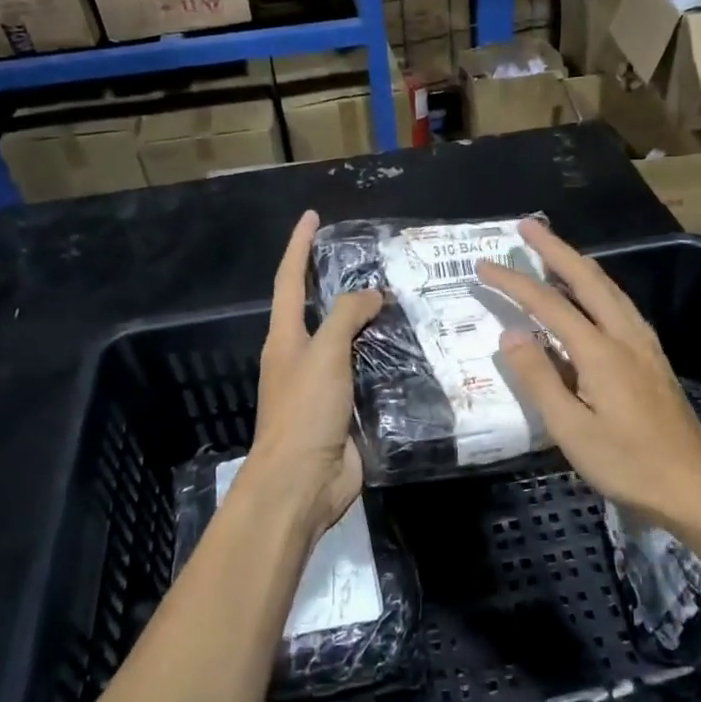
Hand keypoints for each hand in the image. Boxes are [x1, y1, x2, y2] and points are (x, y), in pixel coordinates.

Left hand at [238, 211, 382, 542]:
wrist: (302, 483)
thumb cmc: (303, 412)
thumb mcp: (322, 355)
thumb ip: (346, 317)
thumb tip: (371, 294)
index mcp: (285, 339)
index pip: (289, 281)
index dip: (298, 247)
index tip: (312, 217)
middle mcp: (302, 357)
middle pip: (322, 311)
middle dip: (342, 284)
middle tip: (378, 262)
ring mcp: (326, 386)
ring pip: (351, 343)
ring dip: (372, 324)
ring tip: (407, 300)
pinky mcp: (349, 410)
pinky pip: (371, 375)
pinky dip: (388, 359)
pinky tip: (415, 350)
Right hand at [479, 220, 700, 533]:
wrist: (692, 488)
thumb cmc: (627, 465)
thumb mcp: (571, 431)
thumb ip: (539, 380)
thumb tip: (511, 335)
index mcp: (601, 353)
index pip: (549, 305)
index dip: (514, 283)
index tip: (484, 266)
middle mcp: (626, 337)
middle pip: (589, 279)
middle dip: (556, 249)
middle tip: (527, 227)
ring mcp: (645, 346)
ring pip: (611, 289)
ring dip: (580, 264)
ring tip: (555, 251)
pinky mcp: (654, 359)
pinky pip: (622, 306)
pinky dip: (599, 287)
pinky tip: (594, 296)